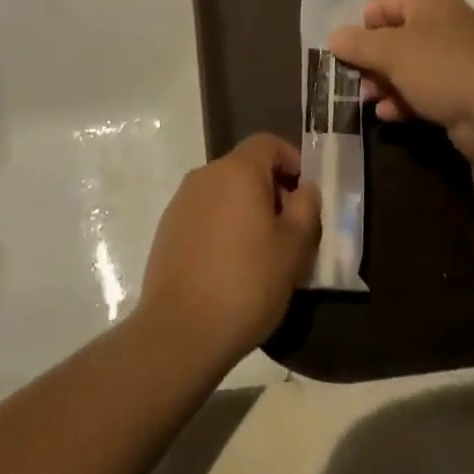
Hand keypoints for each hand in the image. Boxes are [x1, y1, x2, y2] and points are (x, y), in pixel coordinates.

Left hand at [138, 134, 321, 368]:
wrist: (180, 330)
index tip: (305, 195)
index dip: (291, 161)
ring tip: (261, 254)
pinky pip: (204, 214)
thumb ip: (306, 208)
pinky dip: (222, 227)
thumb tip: (304, 188)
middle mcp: (205, 175)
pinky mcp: (167, 228)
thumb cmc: (247, 283)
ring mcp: (182, 201)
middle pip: (245, 167)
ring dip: (245, 211)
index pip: (268, 143)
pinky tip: (230, 267)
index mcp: (237, 170)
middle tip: (289, 231)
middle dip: (271, 190)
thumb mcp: (293, 248)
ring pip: (224, 192)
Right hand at [328, 0, 473, 162]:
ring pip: (406, 66)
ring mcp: (454, 58)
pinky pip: (422, 89)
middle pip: (392, 36)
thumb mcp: (391, 51)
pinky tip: (390, 115)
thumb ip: (357, 43)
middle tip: (356, 82)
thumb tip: (334, 38)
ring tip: (369, 101)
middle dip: (370, 60)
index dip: (360, 26)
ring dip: (383, 83)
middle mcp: (442, 24)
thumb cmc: (441, 68)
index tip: (348, 53)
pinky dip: (403, 100)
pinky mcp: (461, 90)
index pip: (380, 3)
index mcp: (428, 2)